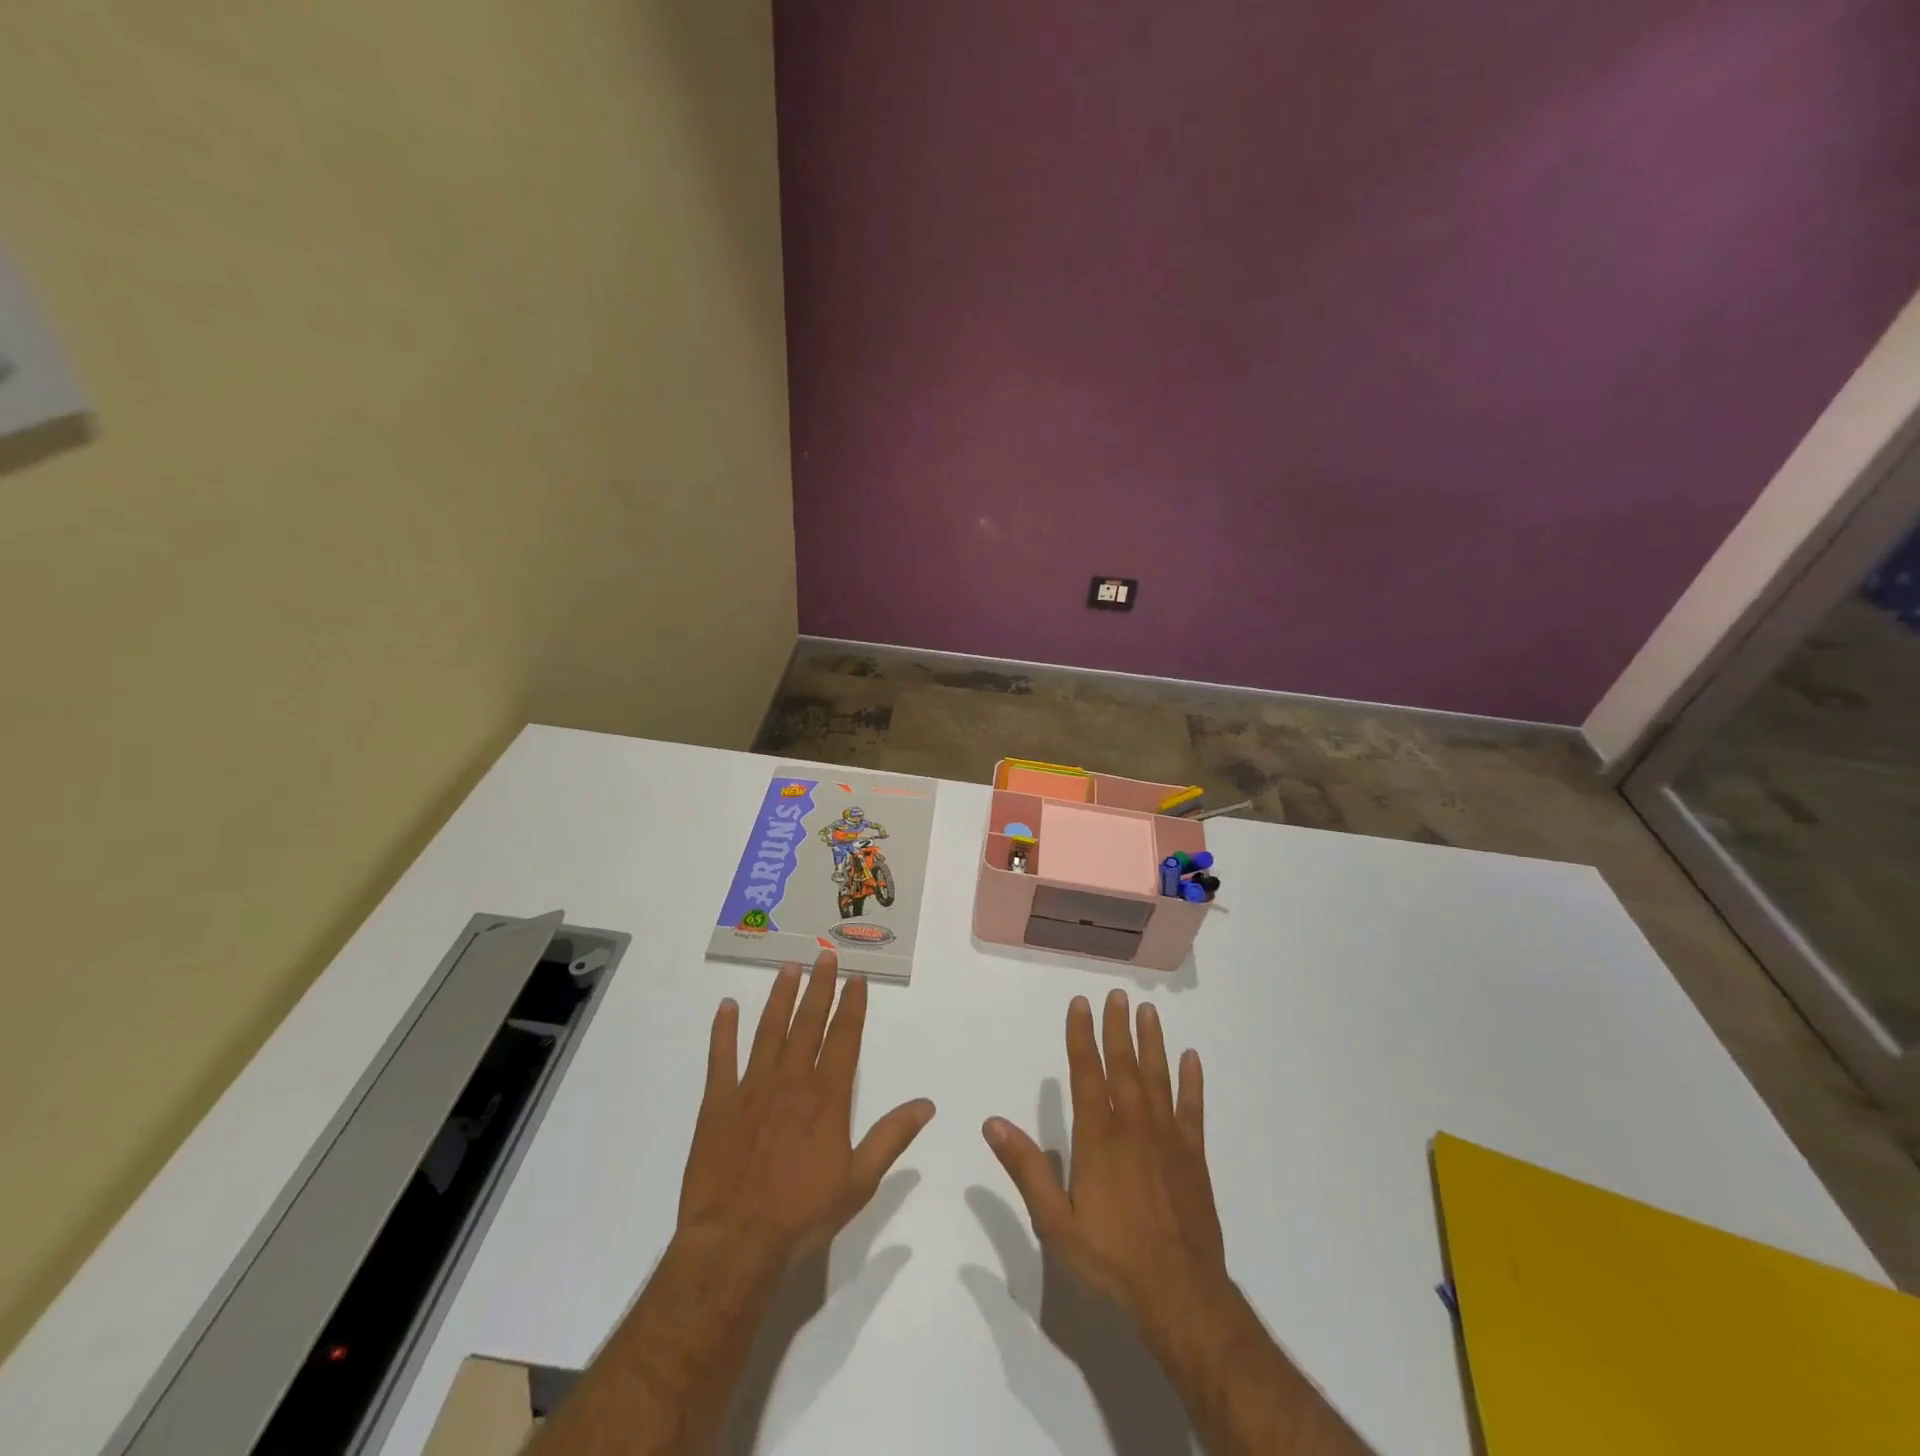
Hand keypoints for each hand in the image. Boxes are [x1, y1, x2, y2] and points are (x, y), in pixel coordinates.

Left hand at [677, 951, 934, 1267]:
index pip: (844, 1037)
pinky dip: (723, 1030)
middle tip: (825, 956)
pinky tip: (727, 1006)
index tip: (857, 978)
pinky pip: (721, 1057)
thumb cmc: (802, 1215)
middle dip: (819, 987)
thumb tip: (927, 1104)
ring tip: (789, 967)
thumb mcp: (859, 1181)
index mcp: (826, 1097)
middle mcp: (792, 1080)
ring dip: (780, 997)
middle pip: (808, 1023)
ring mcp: (751, 1087)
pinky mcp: (718, 1103)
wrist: (735, 1243)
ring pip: (769, 1030)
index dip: (852, 1005)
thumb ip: (891, 1137)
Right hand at [983, 989, 1229, 1338]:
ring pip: (1158, 1078)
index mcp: (1098, 1138)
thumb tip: (993, 1123)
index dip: (1082, 1036)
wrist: (1180, 1294)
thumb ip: (1027, 1169)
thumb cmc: (1111, 1259)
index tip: (1080, 1004)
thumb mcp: (1055, 1222)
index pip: (1087, 1074)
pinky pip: (1192, 1110)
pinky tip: (1192, 1059)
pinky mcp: (1193, 1157)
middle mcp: (1133, 1126)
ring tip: (1148, 1012)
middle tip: (1117, 994)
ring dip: (1152, 1043)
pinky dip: (1192, 1082)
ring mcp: (1167, 1139)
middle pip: (1124, 1066)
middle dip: (1117, 1028)